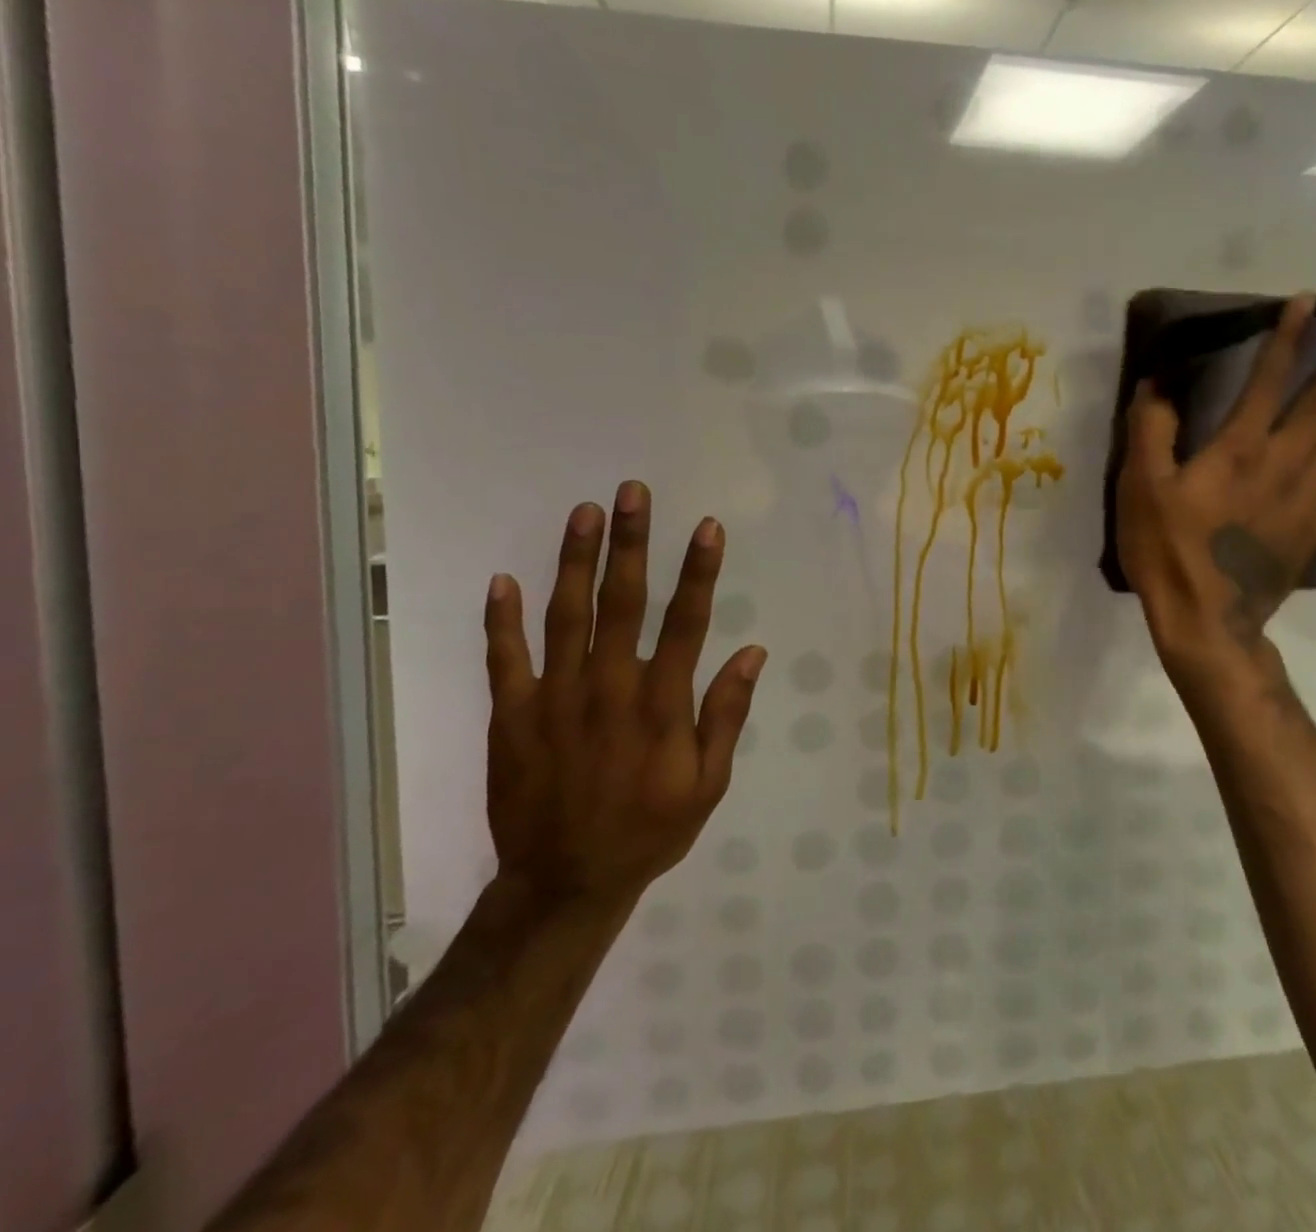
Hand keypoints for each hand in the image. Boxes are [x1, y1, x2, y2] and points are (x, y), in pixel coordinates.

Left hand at [482, 481, 766, 912]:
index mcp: (661, 705)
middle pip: (622, 603)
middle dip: (631, 543)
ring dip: (576, 561)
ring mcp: (555, 700)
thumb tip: (753, 652)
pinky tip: (504, 579)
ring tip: (585, 512)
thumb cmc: (649, 829)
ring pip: (566, 616)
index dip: (699, 571)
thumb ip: (726, 714)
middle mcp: (610, 689)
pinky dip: (501, 620)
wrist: (566, 883)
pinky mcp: (513, 717)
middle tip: (632, 492)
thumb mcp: (708, 783)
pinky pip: (505, 660)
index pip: (687, 622)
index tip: (707, 526)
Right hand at [1116, 296, 1315, 683]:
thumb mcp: (1140, 489)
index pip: (1267, 381)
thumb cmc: (1167, 551)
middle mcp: (1281, 463)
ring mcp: (1305, 498)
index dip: (1288, 339)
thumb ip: (1151, 432)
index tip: (1311, 303)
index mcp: (1237, 449)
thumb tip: (1158, 384)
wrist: (1207, 621)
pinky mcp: (1314, 531)